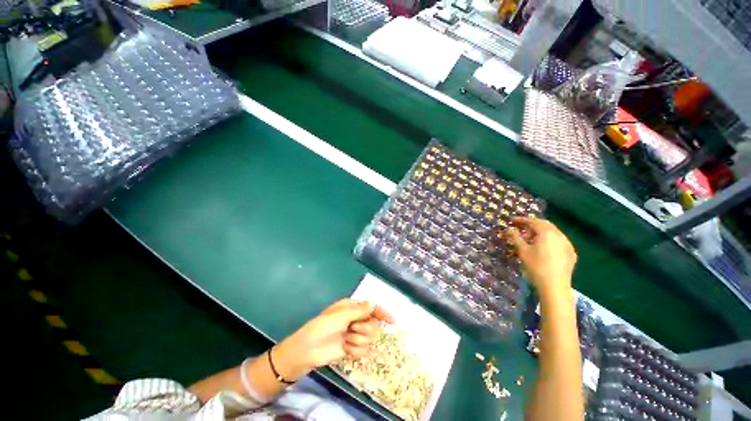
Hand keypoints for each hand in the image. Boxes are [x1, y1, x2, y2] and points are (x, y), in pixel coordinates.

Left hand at [272, 299, 393, 380]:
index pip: (372, 307)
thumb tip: (373, 305)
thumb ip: (359, 310)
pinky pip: (364, 350)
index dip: (383, 313)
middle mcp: (355, 319)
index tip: (393, 321)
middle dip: (365, 329)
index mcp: (352, 307)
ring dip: (358, 340)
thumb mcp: (340, 315)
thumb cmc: (322, 327)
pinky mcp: (352, 348)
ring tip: (346, 340)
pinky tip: (345, 350)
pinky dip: (355, 351)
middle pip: (373, 324)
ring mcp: (354, 334)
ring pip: (370, 338)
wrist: (308, 350)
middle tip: (353, 330)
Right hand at [501, 217, 576, 297]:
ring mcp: (567, 244)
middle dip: (531, 224)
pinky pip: (558, 241)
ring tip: (530, 237)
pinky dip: (549, 240)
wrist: (555, 286)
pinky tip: (543, 247)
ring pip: (552, 232)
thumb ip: (515, 237)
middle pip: (544, 224)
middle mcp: (559, 235)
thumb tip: (508, 229)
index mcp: (547, 232)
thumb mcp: (522, 250)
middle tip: (520, 227)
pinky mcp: (570, 253)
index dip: (521, 220)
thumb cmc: (536, 266)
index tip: (511, 221)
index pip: (533, 221)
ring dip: (540, 232)